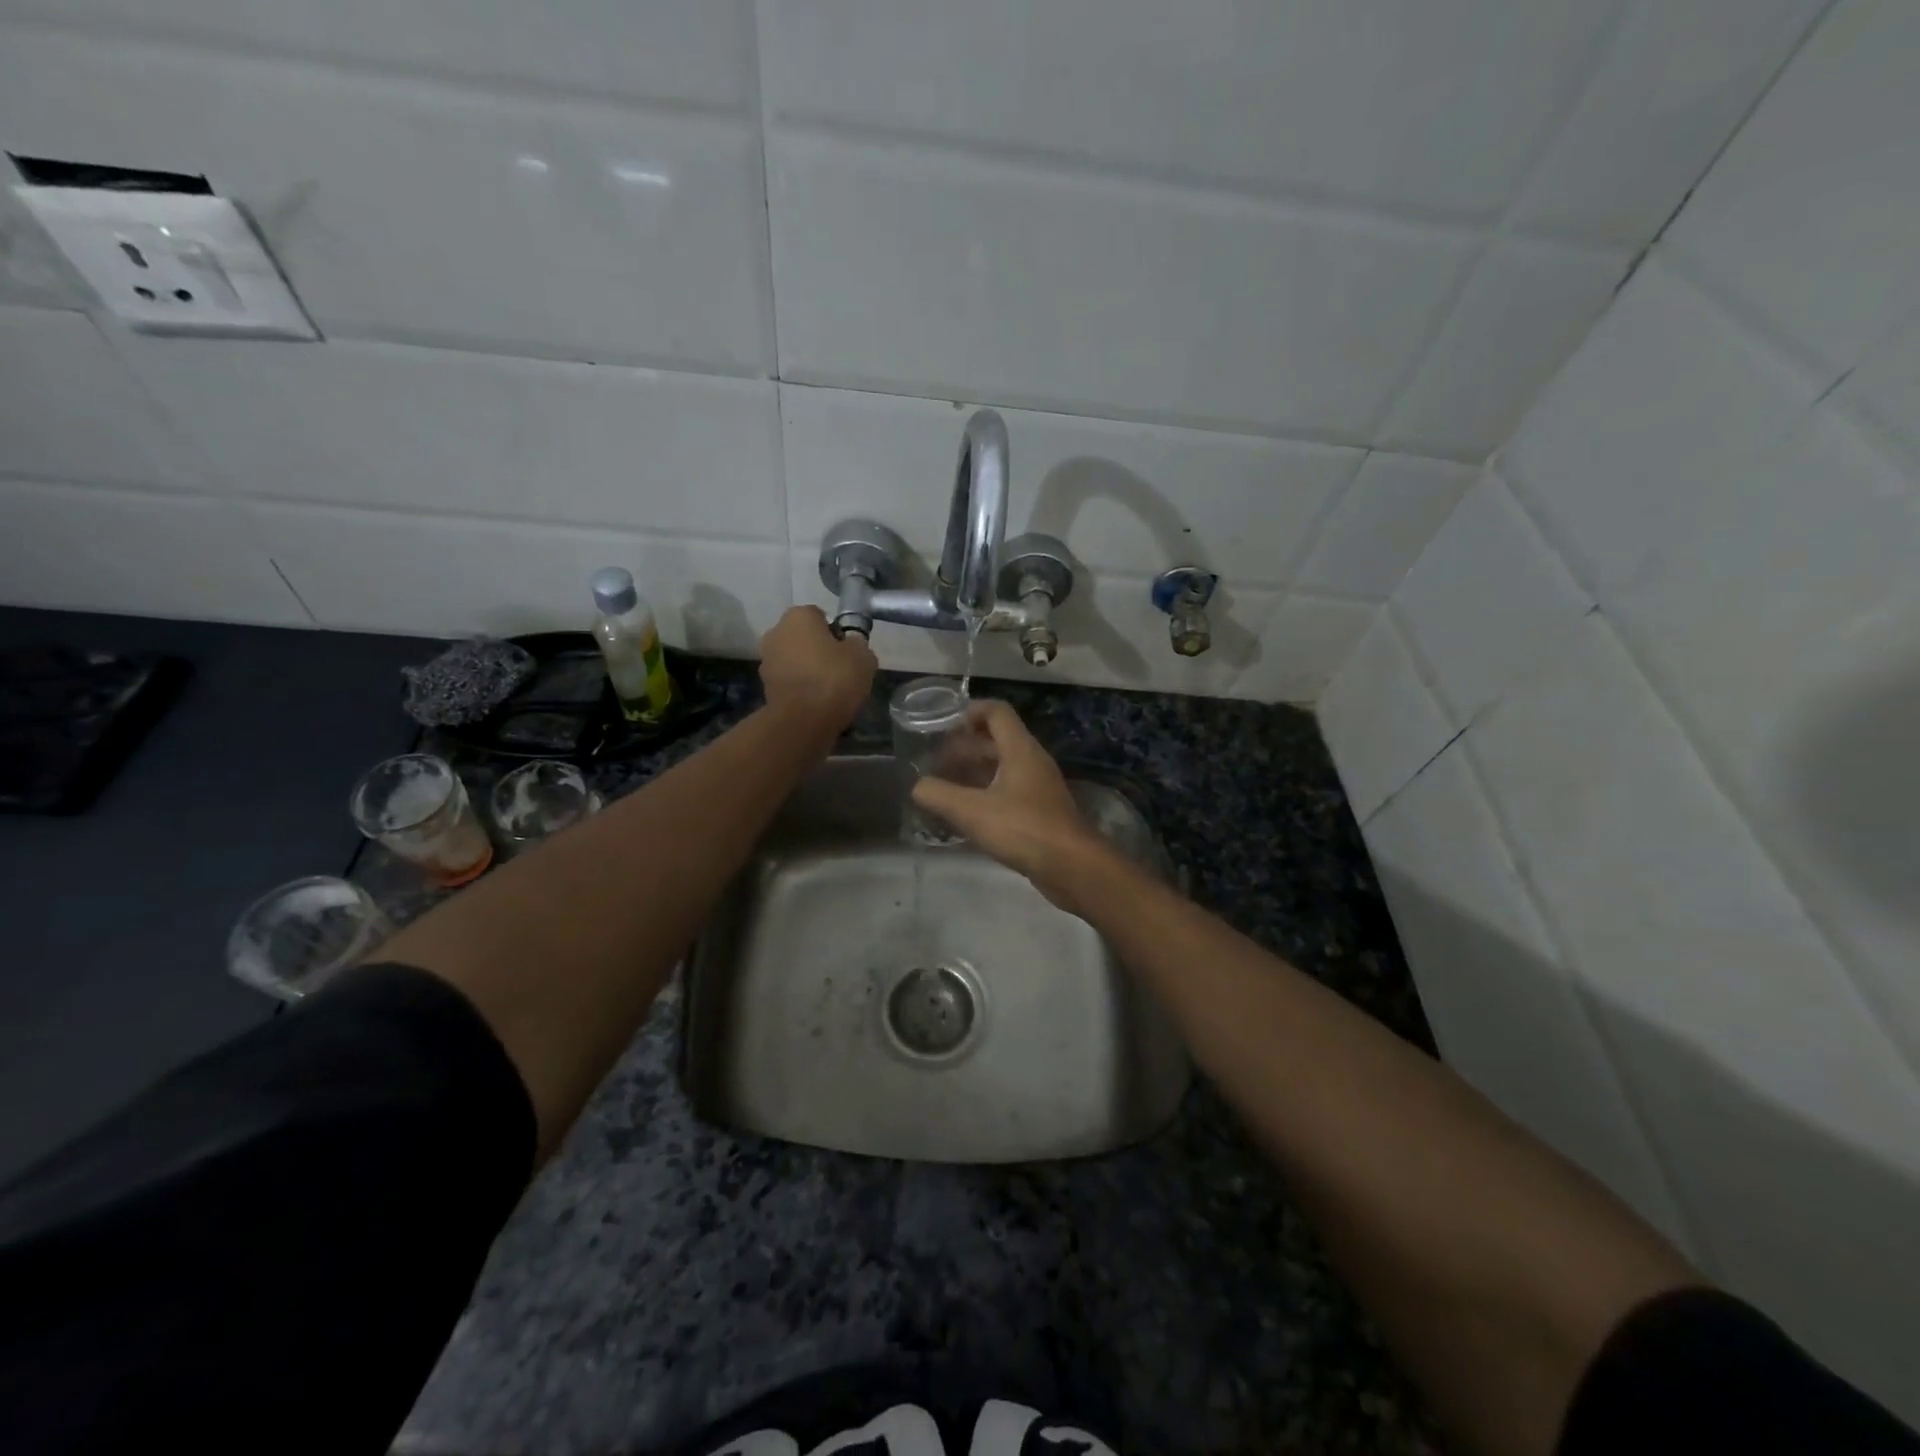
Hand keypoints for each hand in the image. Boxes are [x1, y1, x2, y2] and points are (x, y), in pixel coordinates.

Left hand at [758, 606, 876, 740]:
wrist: (804, 721)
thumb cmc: (835, 679)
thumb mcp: (863, 657)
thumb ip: (857, 644)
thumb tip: (851, 645)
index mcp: (798, 616)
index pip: (821, 616)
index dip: (837, 632)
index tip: (848, 651)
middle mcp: (776, 632)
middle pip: (804, 637)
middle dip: (819, 650)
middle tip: (840, 670)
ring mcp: (766, 660)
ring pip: (795, 659)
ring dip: (808, 669)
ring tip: (829, 690)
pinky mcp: (765, 686)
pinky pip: (790, 681)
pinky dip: (801, 687)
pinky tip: (817, 702)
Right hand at [911, 700, 1116, 910]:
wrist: (1072, 866)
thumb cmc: (1023, 829)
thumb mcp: (973, 811)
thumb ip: (939, 795)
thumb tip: (917, 786)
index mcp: (1020, 749)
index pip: (996, 712)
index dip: (969, 711)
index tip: (942, 725)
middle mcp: (1032, 761)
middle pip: (997, 739)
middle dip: (965, 745)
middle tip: (935, 758)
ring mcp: (1039, 787)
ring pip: (1003, 766)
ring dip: (975, 769)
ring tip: (944, 782)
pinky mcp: (1040, 811)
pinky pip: (1009, 789)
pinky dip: (986, 791)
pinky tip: (967, 811)